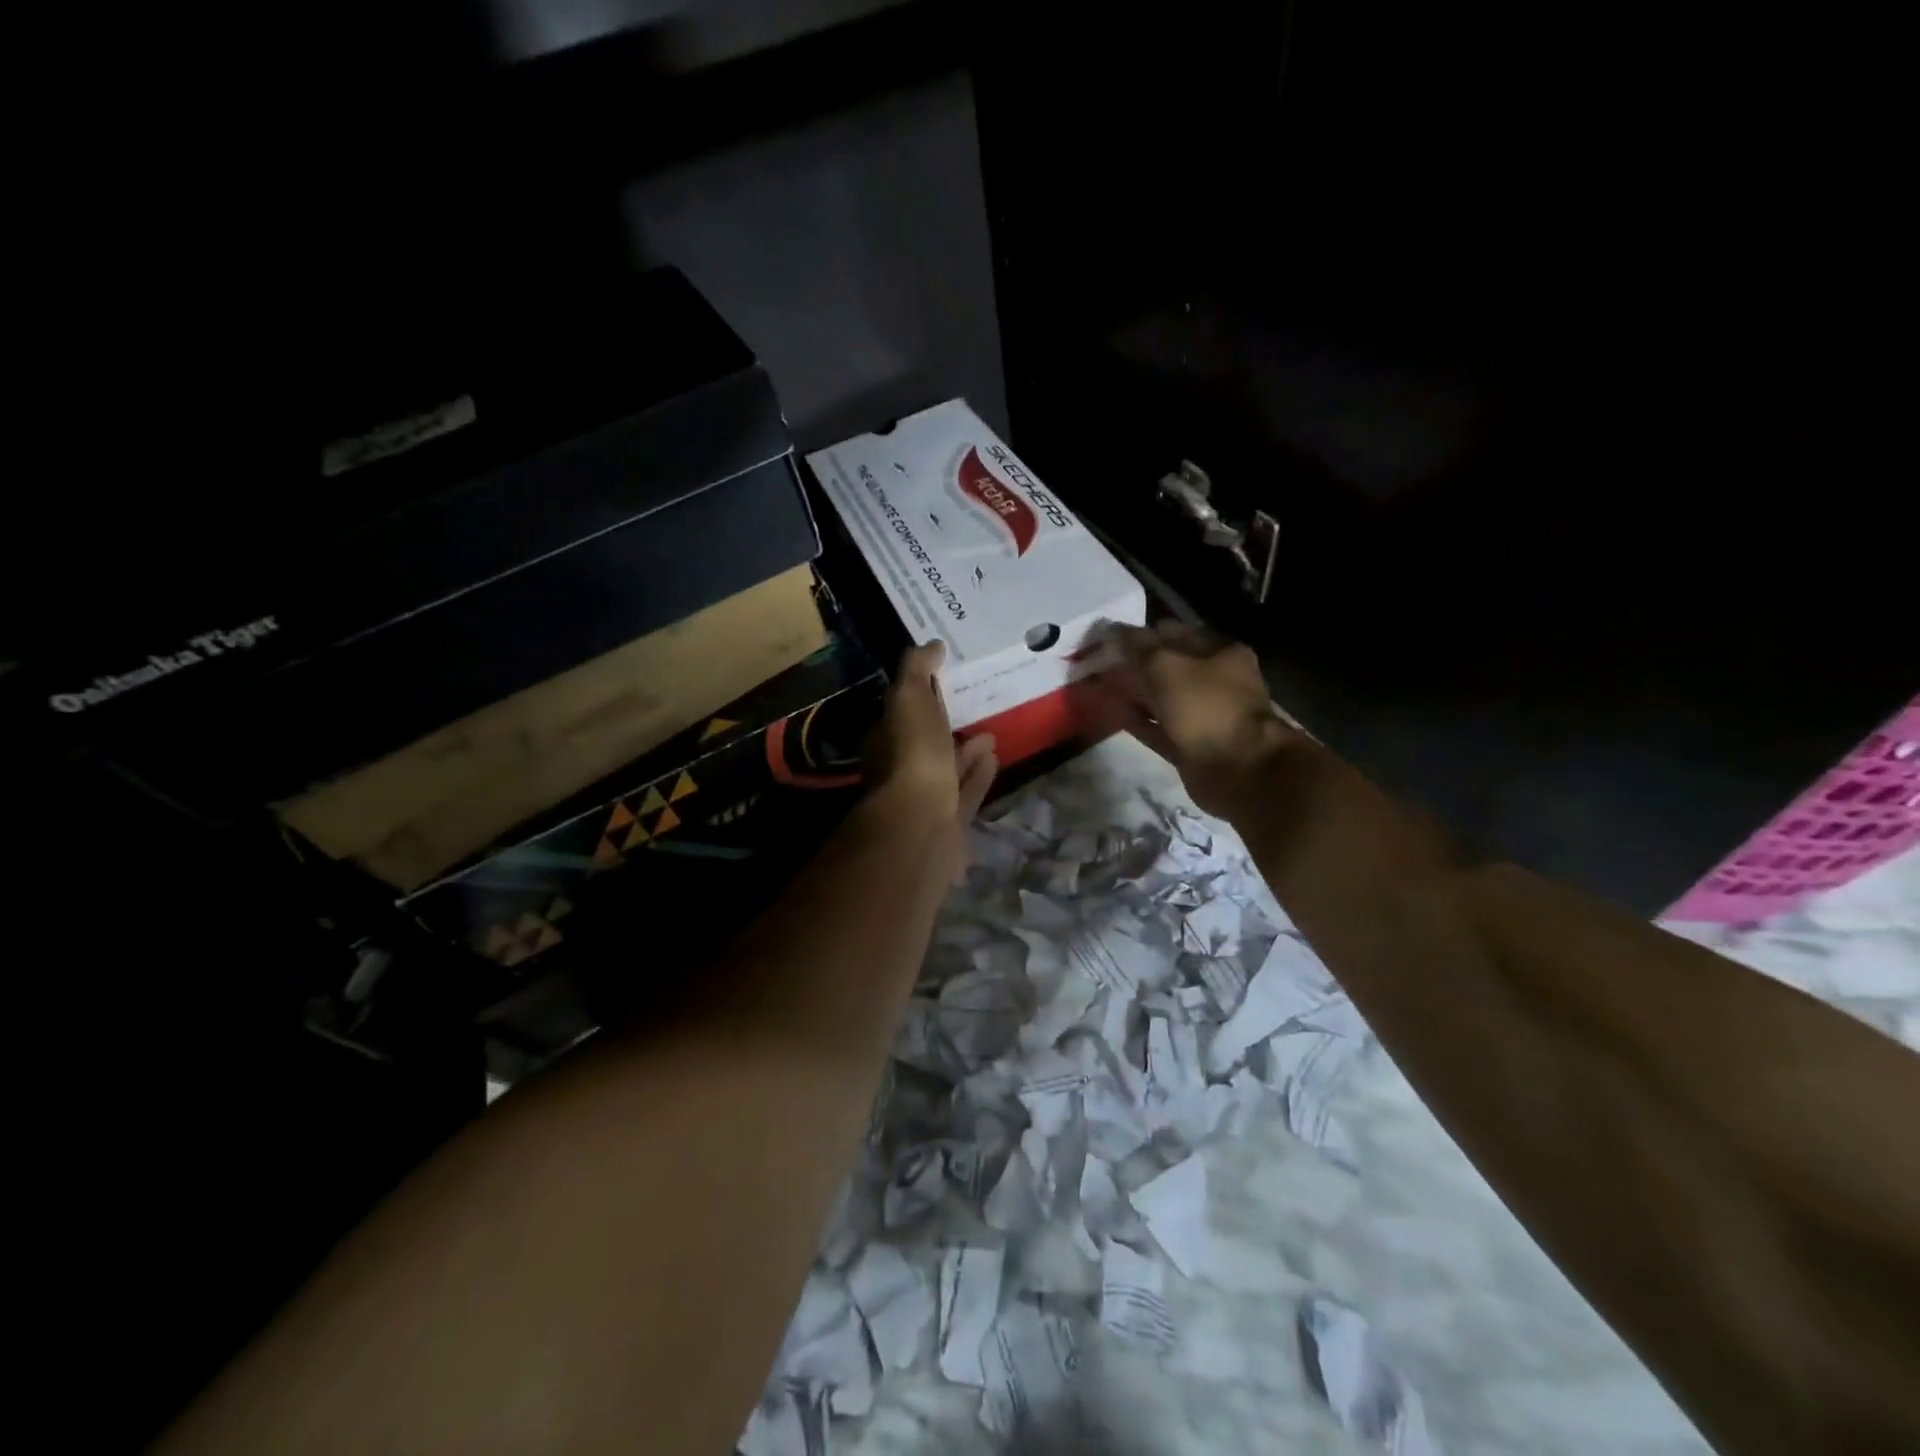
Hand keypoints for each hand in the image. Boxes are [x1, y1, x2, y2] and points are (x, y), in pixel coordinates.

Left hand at [864, 642, 997, 878]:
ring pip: (948, 768)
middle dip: (946, 723)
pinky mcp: (949, 820)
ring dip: (967, 751)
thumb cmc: (912, 754)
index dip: (920, 694)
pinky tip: (996, 759)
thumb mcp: (909, 698)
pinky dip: (979, 775)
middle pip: (925, 742)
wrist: (922, 822)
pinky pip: (966, 792)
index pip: (901, 711)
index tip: (944, 677)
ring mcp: (925, 797)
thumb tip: (932, 645)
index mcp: (886, 739)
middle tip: (972, 704)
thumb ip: (917, 670)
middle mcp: (901, 769)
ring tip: (992, 732)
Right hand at [1098, 621, 1296, 817]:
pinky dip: (1137, 720)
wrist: (1238, 768)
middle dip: (1134, 664)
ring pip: (1161, 698)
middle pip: (1168, 667)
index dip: (1141, 634)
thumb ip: (1138, 647)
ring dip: (1133, 692)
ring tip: (1099, 687)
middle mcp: (1215, 681)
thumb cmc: (1205, 706)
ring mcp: (1204, 715)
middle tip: (1099, 663)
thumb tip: (1113, 629)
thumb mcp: (1166, 666)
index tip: (1109, 639)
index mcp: (1220, 653)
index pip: (1174, 633)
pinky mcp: (1191, 745)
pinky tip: (1112, 713)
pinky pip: (1158, 727)